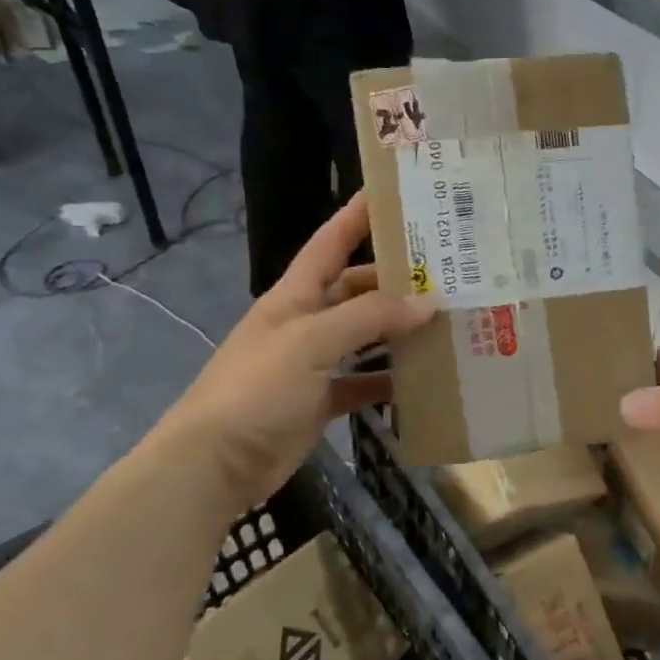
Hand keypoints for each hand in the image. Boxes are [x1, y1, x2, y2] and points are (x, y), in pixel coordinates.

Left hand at [145, 194, 435, 514]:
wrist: (212, 466)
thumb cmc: (256, 389)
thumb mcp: (311, 342)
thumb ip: (369, 317)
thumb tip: (429, 302)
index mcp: (294, 296)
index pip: (330, 243)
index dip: (357, 215)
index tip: (395, 194)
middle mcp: (306, 322)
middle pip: (357, 289)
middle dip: (396, 279)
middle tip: (447, 271)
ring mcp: (313, 363)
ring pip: (366, 336)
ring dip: (400, 330)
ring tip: (447, 320)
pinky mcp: (321, 400)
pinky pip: (364, 381)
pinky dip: (390, 379)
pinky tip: (424, 378)